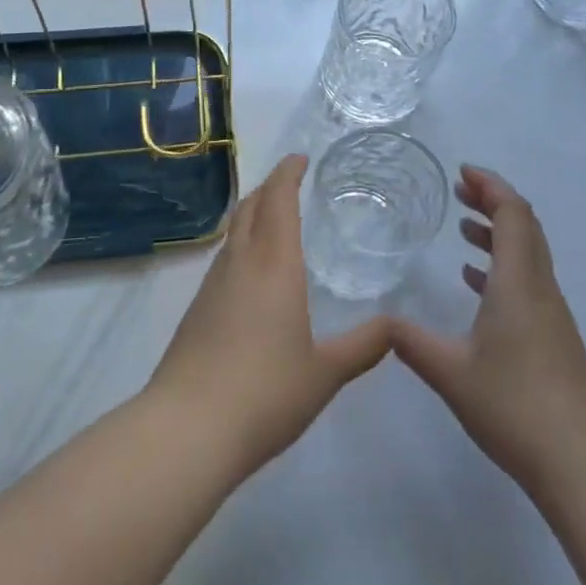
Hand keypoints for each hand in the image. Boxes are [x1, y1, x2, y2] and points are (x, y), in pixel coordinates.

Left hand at [147, 154, 391, 477]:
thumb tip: (396, 327)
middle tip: (290, 180)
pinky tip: (251, 270)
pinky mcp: (196, 308)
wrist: (188, 427)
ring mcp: (212, 284)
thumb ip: (363, 347)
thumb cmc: (265, 393)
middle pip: (250, 207)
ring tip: (273, 217)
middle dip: (269, 186)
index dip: (288, 173)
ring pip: (233, 231)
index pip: (278, 201)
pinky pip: (223, 257)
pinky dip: (240, 243)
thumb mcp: (325, 373)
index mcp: (274, 265)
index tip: (300, 158)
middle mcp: (240, 263)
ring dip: (252, 212)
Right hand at [391, 165, 585, 498]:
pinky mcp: (554, 337)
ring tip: (463, 229)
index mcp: (518, 284)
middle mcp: (540, 289)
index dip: (491, 186)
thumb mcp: (450, 373)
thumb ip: (410, 343)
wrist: (581, 464)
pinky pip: (528, 280)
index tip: (462, 172)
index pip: (513, 214)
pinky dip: (503, 265)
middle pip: (525, 227)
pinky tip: (476, 281)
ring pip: (528, 254)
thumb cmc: (514, 407)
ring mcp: (552, 314)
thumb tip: (380, 323)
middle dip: (494, 201)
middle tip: (459, 191)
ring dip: (499, 233)